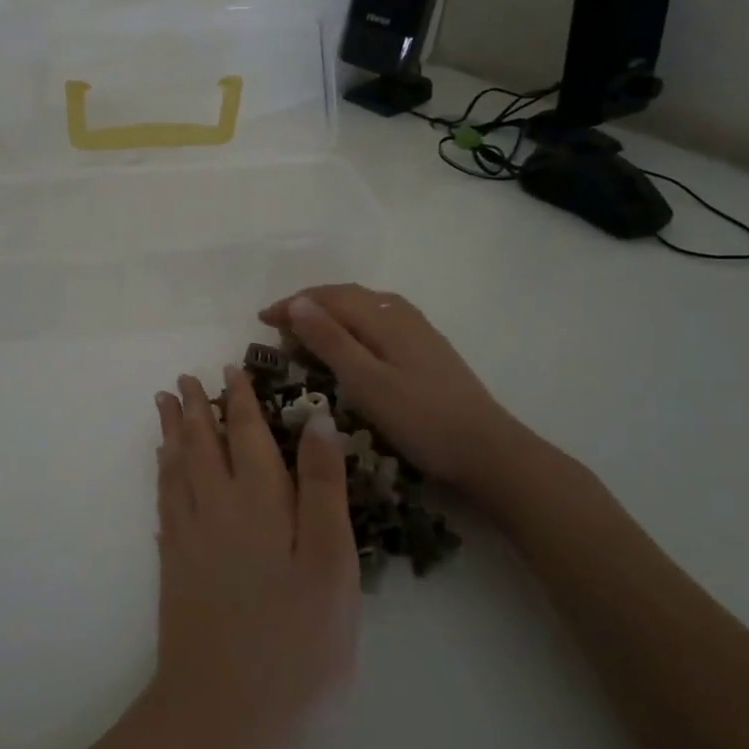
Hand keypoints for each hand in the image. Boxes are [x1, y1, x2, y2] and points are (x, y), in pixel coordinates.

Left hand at [141, 367, 359, 748]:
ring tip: (164, 404)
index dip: (240, 400)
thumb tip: (317, 421)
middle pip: (202, 442)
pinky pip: (164, 499)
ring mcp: (189, 534)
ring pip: (177, 465)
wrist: (221, 709)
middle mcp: (216, 505)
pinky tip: (162, 467)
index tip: (230, 369)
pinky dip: (162, 472)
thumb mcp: (329, 564)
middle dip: (196, 407)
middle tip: (184, 379)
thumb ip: (323, 489)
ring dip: (172, 431)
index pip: (246, 434)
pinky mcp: (174, 563)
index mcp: (259, 499)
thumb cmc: (294, 639)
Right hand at [259, 284, 546, 522]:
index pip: (327, 298)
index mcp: (384, 318)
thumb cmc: (421, 419)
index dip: (292, 305)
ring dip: (331, 313)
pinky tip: (351, 344)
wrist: (488, 451)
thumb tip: (297, 302)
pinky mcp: (427, 350)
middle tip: (278, 327)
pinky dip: (352, 325)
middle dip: (308, 306)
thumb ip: (330, 340)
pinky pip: (378, 321)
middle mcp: (401, 314)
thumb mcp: (366, 382)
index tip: (260, 320)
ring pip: (364, 307)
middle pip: (346, 296)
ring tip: (307, 332)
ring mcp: (418, 331)